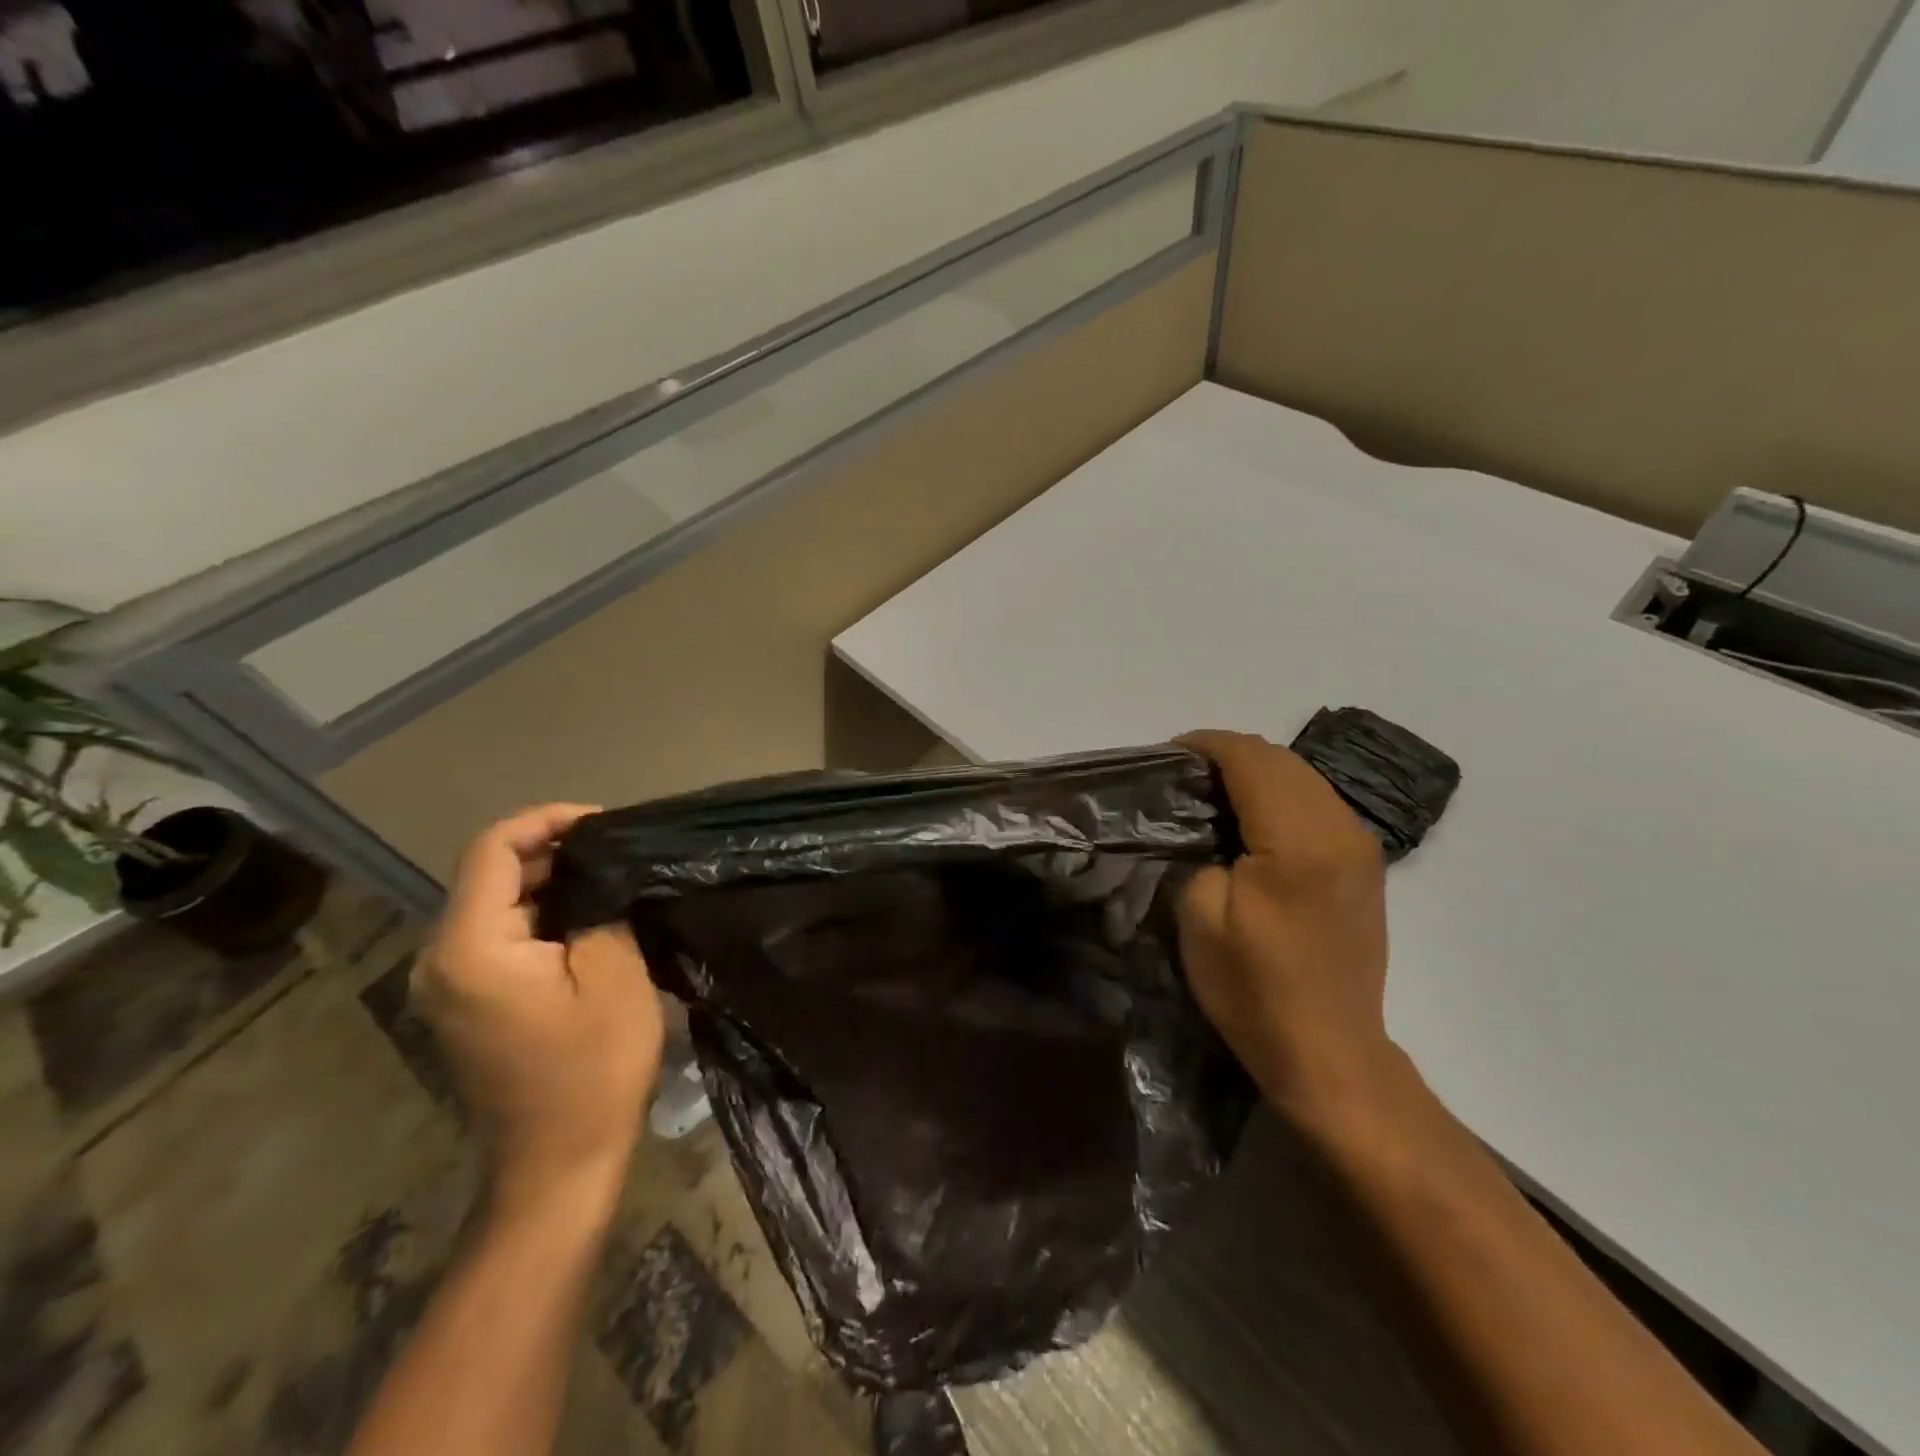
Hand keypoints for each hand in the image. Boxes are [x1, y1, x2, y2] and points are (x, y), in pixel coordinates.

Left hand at [414, 805, 664, 1211]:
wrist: (557, 1164)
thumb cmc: (592, 1069)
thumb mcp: (614, 975)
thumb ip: (600, 906)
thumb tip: (598, 871)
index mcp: (472, 947)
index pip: (494, 848)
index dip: (549, 820)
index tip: (606, 823)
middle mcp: (442, 958)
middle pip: (492, 872)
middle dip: (557, 850)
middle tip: (622, 850)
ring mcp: (450, 982)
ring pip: (499, 902)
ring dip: (553, 881)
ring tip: (615, 877)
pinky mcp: (469, 1000)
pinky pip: (502, 934)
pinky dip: (544, 914)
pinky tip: (591, 917)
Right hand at [1177, 731, 1404, 1131]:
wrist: (1328, 1051)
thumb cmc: (1254, 988)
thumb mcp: (1199, 917)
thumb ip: (1199, 851)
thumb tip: (1205, 823)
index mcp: (1298, 840)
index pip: (1251, 759)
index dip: (1205, 745)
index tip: (1166, 757)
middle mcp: (1340, 829)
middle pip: (1281, 760)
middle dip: (1228, 754)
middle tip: (1183, 775)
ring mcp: (1360, 847)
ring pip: (1304, 778)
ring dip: (1256, 772)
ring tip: (1211, 792)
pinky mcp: (1364, 866)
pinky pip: (1318, 804)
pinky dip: (1280, 795)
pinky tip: (1251, 819)